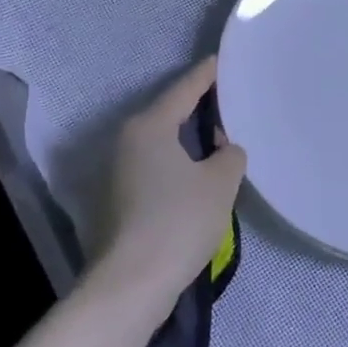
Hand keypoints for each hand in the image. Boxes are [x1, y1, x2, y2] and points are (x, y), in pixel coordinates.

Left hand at [95, 58, 247, 300]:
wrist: (131, 285)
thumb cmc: (178, 221)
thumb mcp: (220, 182)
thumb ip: (230, 154)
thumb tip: (221, 150)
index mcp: (149, 126)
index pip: (184, 89)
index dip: (207, 75)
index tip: (222, 61)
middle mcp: (127, 140)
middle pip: (169, 113)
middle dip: (199, 107)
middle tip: (230, 101)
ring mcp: (118, 170)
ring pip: (161, 141)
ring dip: (188, 139)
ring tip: (220, 137)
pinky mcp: (118, 198)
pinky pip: (155, 165)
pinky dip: (177, 162)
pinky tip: (199, 173)